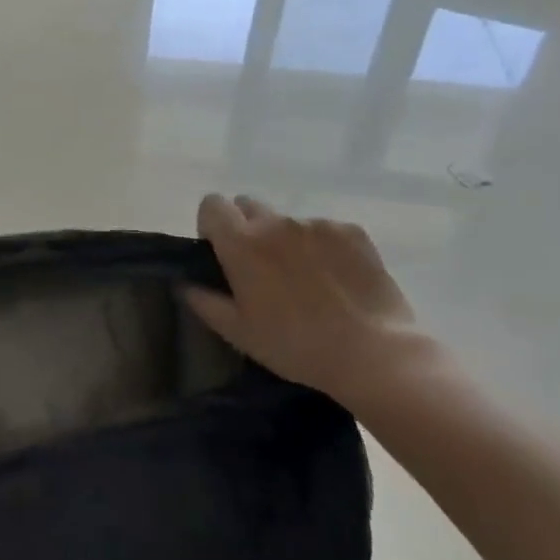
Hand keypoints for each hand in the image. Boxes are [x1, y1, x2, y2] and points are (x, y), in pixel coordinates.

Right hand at [185, 194, 422, 403]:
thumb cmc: (295, 346)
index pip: (212, 204)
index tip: (220, 251)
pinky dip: (322, 247)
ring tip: (305, 279)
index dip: (211, 224)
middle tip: (259, 266)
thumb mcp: (239, 333)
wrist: (374, 355)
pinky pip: (324, 229)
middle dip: (246, 227)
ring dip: (286, 239)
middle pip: (248, 205)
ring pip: (287, 221)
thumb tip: (185, 284)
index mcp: (241, 243)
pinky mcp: (352, 231)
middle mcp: (276, 223)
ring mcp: (316, 224)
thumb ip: (204, 302)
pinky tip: (335, 279)